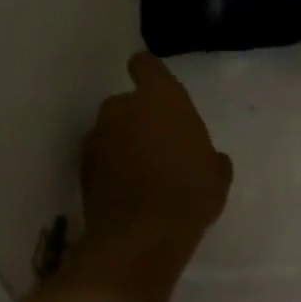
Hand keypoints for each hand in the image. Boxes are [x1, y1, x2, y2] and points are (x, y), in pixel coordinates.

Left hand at [82, 53, 232, 250]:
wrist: (141, 236)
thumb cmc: (190, 191)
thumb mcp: (217, 173)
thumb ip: (209, 155)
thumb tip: (208, 159)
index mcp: (161, 97)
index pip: (145, 65)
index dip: (149, 73)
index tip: (156, 87)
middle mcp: (122, 108)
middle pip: (127, 102)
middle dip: (139, 118)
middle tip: (160, 143)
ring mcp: (97, 138)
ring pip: (112, 131)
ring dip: (123, 143)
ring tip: (143, 171)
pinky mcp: (83, 168)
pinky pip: (101, 158)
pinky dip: (111, 168)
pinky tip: (129, 191)